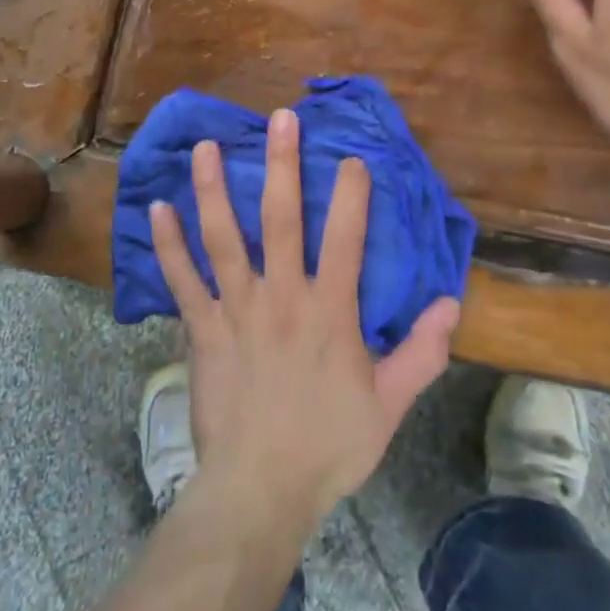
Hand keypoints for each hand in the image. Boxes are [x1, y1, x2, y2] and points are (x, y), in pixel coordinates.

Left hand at [148, 111, 460, 522]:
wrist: (259, 491)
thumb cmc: (327, 445)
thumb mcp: (389, 405)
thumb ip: (422, 352)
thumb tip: (452, 303)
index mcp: (329, 310)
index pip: (345, 237)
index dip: (351, 194)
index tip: (352, 158)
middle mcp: (281, 296)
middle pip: (281, 218)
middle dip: (283, 164)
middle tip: (279, 118)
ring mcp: (236, 309)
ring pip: (223, 237)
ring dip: (213, 189)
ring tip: (205, 147)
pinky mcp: (202, 329)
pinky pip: (182, 279)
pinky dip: (167, 244)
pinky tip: (157, 209)